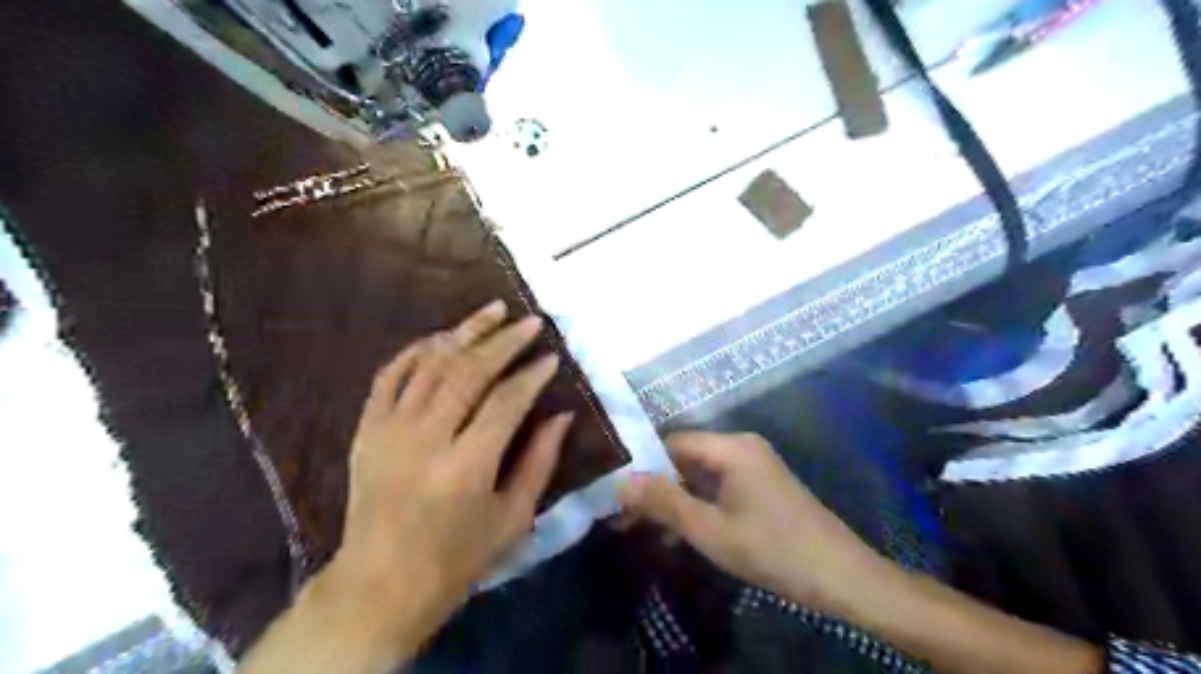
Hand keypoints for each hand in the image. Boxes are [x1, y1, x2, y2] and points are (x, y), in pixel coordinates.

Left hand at [320, 300, 568, 656]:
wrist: (380, 584)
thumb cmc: (457, 558)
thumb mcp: (513, 519)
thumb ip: (540, 462)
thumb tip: (562, 416)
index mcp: (466, 467)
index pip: (506, 402)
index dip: (532, 375)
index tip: (552, 357)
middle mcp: (425, 440)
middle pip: (468, 372)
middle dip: (504, 341)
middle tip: (530, 322)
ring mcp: (389, 430)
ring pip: (430, 364)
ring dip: (464, 332)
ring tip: (494, 311)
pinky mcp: (366, 429)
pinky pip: (390, 375)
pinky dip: (417, 350)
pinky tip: (443, 335)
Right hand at [620, 431, 888, 610]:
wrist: (842, 576)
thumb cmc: (773, 550)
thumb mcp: (711, 530)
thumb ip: (665, 503)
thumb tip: (621, 482)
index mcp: (731, 448)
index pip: (672, 443)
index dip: (643, 467)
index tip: (618, 494)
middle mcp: (742, 447)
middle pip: (686, 458)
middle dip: (656, 487)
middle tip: (626, 517)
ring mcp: (754, 466)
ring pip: (700, 475)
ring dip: (675, 500)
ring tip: (645, 529)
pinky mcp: (761, 486)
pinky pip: (718, 487)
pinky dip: (698, 505)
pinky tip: (680, 533)